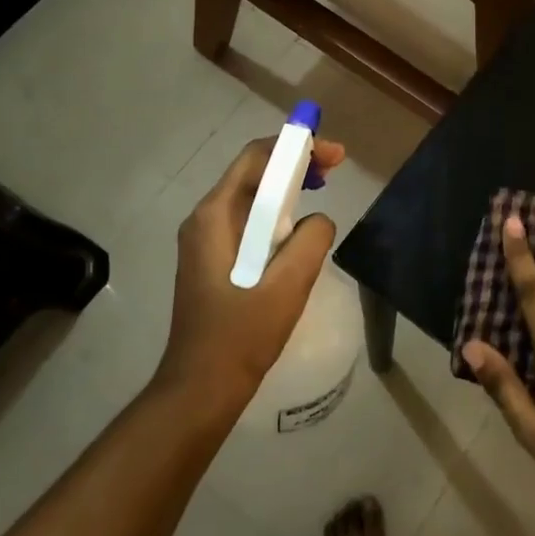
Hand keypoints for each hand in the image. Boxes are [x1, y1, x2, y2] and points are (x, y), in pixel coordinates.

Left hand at [159, 135, 346, 409]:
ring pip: (250, 196)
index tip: (334, 155)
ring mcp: (204, 240)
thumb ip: (311, 240)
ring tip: (322, 188)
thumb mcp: (288, 286)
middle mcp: (204, 219)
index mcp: (214, 216)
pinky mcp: (212, 259)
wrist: (200, 388)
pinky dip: (275, 212)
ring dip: (286, 187)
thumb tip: (318, 220)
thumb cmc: (241, 336)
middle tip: (335, 167)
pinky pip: (247, 220)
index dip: (296, 147)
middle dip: (294, 163)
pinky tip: (297, 227)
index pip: (255, 158)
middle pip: (252, 172)